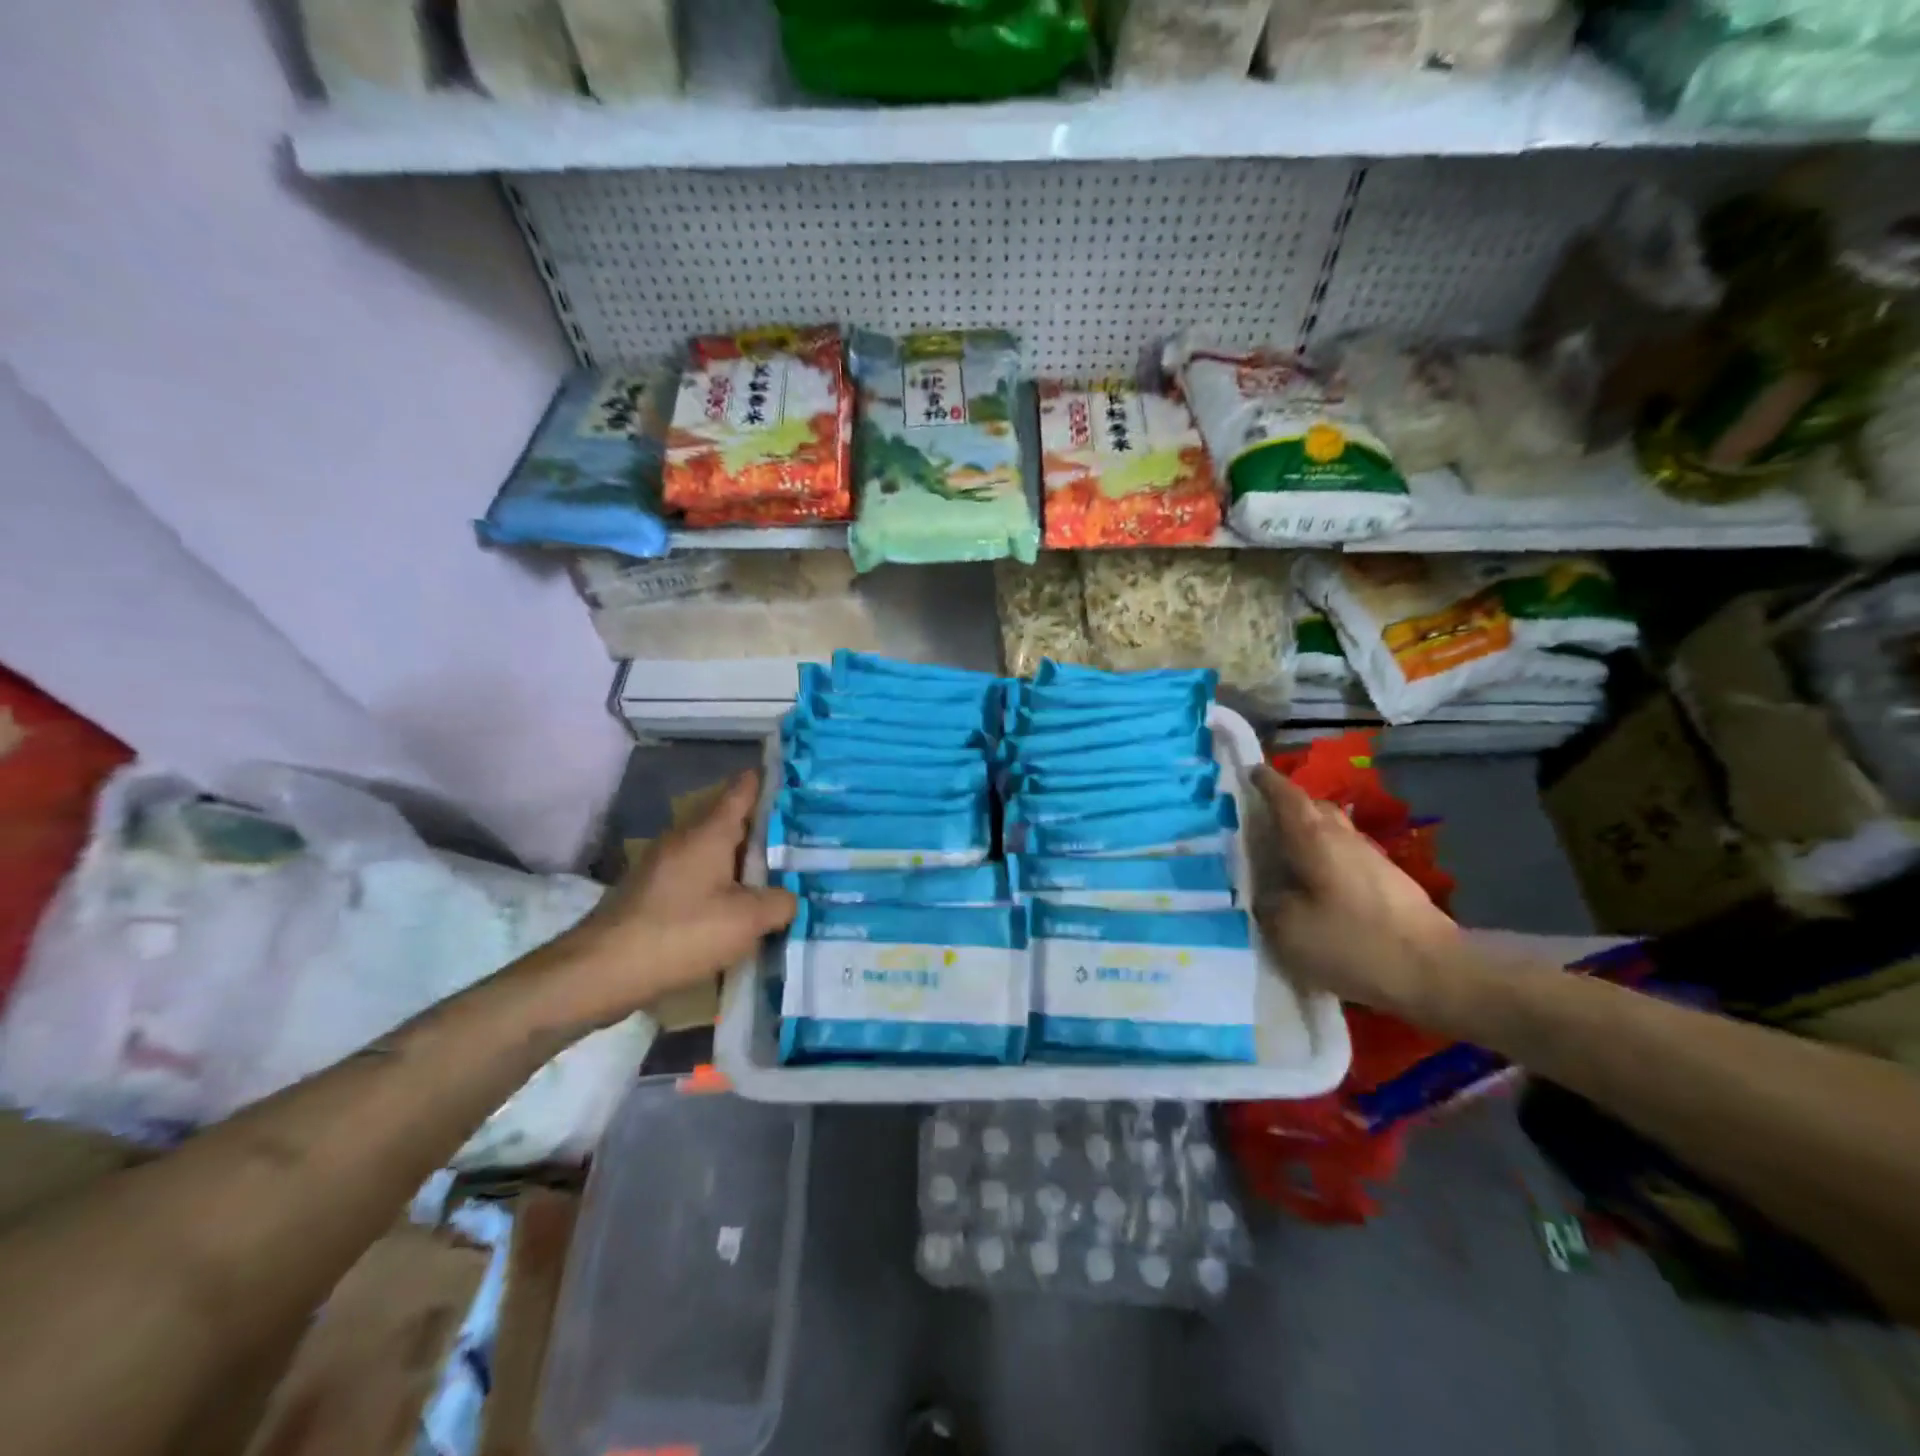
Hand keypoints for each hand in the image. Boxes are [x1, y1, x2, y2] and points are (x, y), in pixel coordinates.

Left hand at [533, 772, 796, 1028]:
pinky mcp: (651, 892)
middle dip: (763, 830)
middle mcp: (684, 838)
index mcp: (709, 832)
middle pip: (730, 822)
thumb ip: (780, 903)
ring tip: (775, 878)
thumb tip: (789, 898)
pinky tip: (736, 910)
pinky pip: (697, 877)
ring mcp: (663, 865)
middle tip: (801, 841)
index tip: (795, 782)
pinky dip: (720, 885)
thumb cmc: (681, 933)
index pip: (742, 790)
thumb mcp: (747, 921)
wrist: (600, 971)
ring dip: (741, 862)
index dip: (769, 782)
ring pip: (713, 852)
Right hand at [1252, 765, 1462, 1018]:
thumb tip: (1265, 893)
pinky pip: (1347, 858)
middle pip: (1315, 808)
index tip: (1249, 772)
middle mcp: (1343, 838)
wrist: (1434, 972)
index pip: (1286, 796)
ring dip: (1310, 835)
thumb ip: (1267, 903)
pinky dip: (1326, 860)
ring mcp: (1372, 859)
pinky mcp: (1389, 884)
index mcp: (1313, 838)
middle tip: (1263, 819)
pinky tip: (1316, 886)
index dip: (1266, 781)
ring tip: (1285, 854)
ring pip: (1334, 833)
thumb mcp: (1287, 928)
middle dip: (1289, 806)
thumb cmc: (1352, 942)